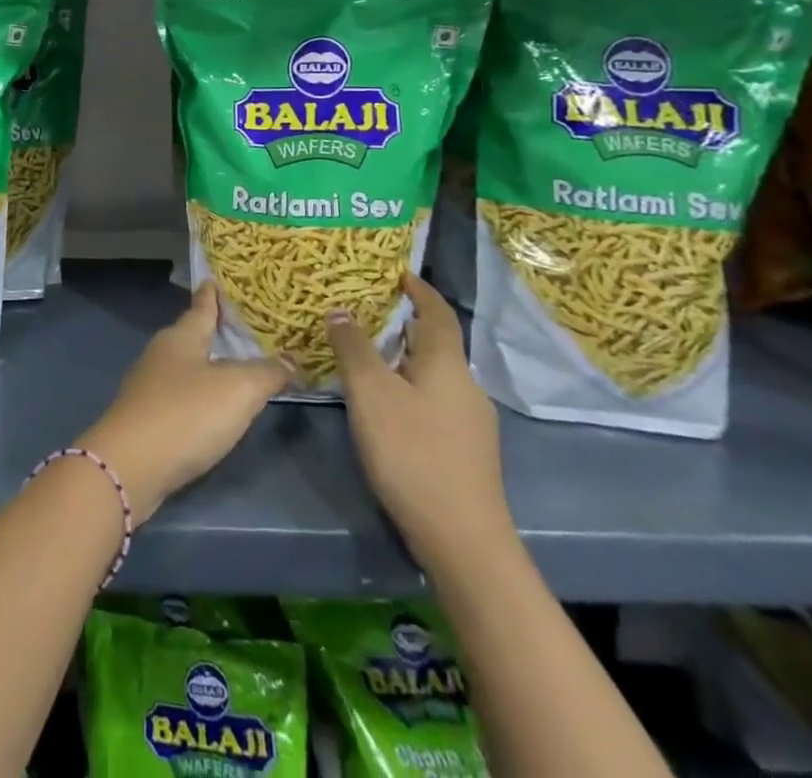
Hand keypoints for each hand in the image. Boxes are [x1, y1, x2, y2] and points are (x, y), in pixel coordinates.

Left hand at [78, 282, 287, 523]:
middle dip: (214, 331)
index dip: (211, 295)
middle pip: (192, 335)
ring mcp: (149, 385)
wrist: (131, 464)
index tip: (214, 279)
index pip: (201, 307)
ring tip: (234, 366)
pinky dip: (198, 394)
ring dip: (207, 364)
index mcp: (181, 337)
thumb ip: (267, 372)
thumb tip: (291, 358)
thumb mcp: (238, 390)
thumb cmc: (186, 414)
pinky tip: (211, 407)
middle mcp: (161, 353)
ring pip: (185, 365)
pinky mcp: (146, 416)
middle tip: (242, 327)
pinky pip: (179, 394)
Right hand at [326, 271, 512, 577]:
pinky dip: (408, 385)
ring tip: (365, 353)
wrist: (462, 539)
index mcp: (448, 365)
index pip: (438, 313)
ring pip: (434, 373)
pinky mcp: (465, 449)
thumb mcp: (371, 393)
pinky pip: (434, 399)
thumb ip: (353, 347)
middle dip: (404, 323)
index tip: (396, 273)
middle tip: (364, 310)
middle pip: (436, 343)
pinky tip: (384, 402)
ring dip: (404, 357)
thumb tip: (340, 309)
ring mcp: (471, 421)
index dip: (419, 290)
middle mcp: (466, 386)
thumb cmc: (413, 453)